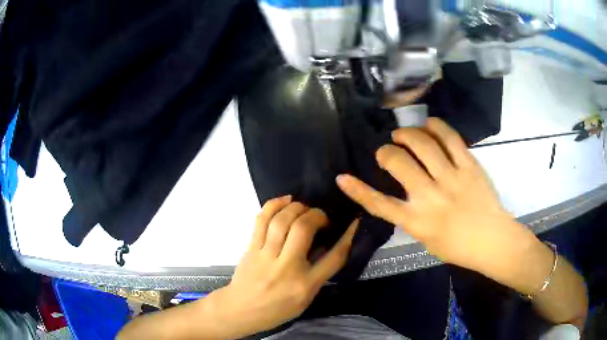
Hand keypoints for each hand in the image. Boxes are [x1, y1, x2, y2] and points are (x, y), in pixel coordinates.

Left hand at [210, 196, 357, 337]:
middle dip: (316, 215)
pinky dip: (274, 205)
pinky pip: (262, 220)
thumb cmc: (276, 309)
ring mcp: (266, 256)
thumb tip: (327, 246)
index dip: (347, 237)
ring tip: (303, 208)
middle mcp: (287, 267)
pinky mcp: (251, 248)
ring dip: (296, 207)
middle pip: (304, 229)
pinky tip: (285, 200)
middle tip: (320, 217)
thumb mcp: (305, 299)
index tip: (352, 223)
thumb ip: (318, 274)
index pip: (334, 258)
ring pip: (282, 220)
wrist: (241, 310)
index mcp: (305, 285)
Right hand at [336, 117, 511, 270]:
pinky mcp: (469, 165)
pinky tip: (428, 124)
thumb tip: (403, 195)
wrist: (492, 241)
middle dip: (386, 152)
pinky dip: (435, 127)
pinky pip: (450, 138)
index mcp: (417, 221)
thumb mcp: (427, 239)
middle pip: (398, 163)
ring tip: (402, 134)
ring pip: (422, 144)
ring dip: (406, 134)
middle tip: (386, 151)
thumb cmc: (458, 247)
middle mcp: (430, 196)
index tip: (343, 178)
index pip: (379, 204)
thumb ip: (412, 217)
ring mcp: (451, 178)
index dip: (357, 190)